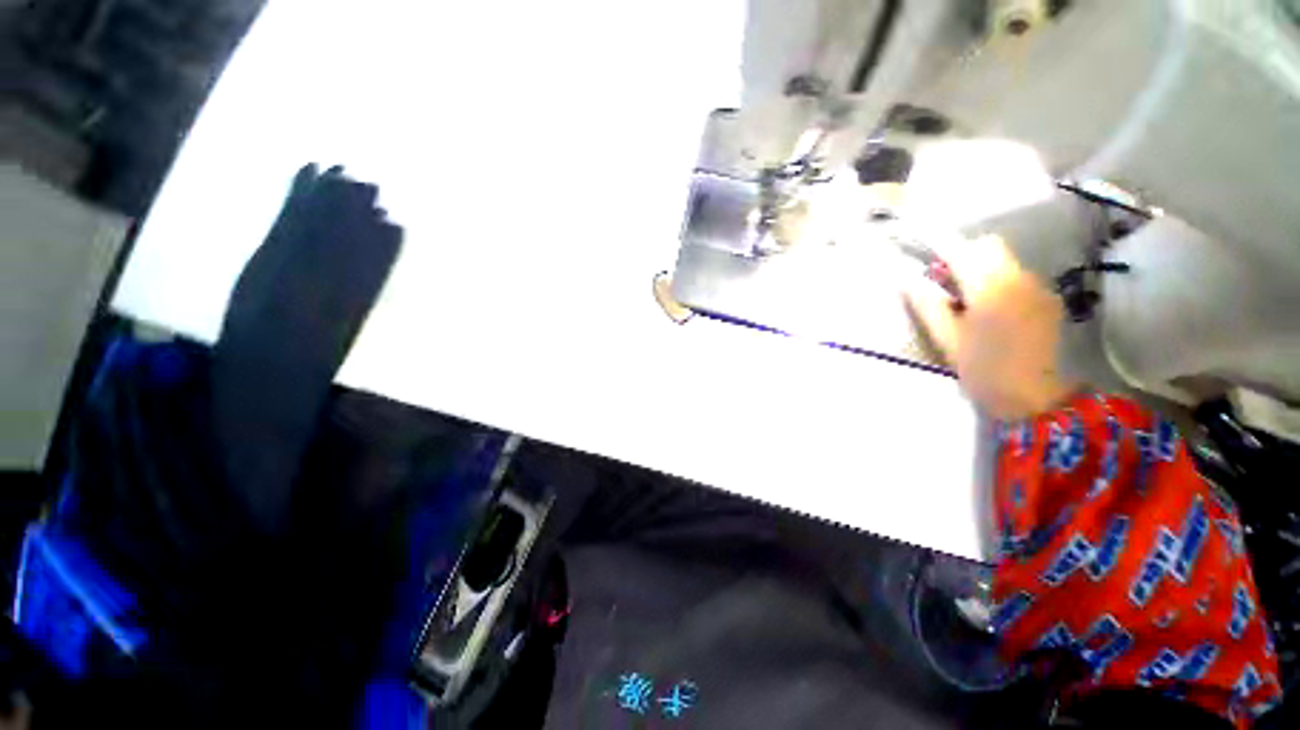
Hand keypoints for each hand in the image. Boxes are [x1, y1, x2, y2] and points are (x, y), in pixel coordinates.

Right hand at [902, 233, 1077, 419]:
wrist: (1033, 397)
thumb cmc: (982, 368)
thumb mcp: (946, 339)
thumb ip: (927, 305)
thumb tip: (907, 280)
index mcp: (990, 288)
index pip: (963, 250)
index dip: (940, 245)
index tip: (922, 249)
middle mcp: (1019, 278)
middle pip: (989, 246)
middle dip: (964, 255)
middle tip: (945, 283)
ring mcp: (1038, 288)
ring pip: (1005, 261)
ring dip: (982, 269)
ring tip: (969, 301)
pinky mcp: (1047, 300)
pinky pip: (1018, 277)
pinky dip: (1000, 283)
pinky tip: (993, 311)